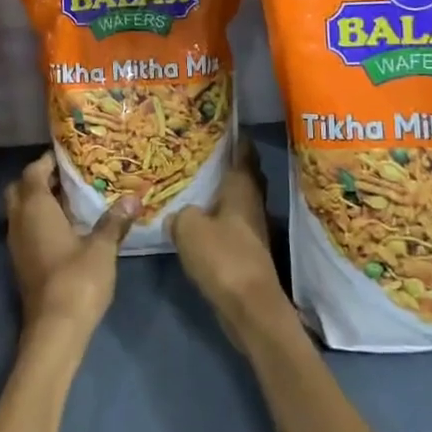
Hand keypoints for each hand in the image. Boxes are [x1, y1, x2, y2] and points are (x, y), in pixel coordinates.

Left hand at [4, 153, 140, 340]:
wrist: (55, 330)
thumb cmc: (77, 280)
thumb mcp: (102, 248)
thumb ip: (114, 221)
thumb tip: (133, 198)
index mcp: (34, 209)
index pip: (33, 172)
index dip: (47, 161)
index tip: (69, 155)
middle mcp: (19, 221)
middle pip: (20, 189)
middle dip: (38, 179)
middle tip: (67, 177)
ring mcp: (16, 244)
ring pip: (20, 211)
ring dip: (38, 201)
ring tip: (70, 199)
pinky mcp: (21, 263)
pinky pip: (25, 229)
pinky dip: (38, 221)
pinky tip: (65, 228)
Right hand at [171, 142, 290, 354]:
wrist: (249, 308)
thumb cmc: (223, 257)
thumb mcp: (189, 227)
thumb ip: (180, 214)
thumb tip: (178, 214)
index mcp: (242, 189)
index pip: (244, 153)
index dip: (238, 138)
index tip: (226, 123)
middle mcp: (252, 204)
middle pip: (245, 176)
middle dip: (231, 163)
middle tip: (206, 150)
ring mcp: (253, 230)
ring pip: (238, 201)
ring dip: (223, 192)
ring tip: (197, 182)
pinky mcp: (248, 252)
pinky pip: (231, 224)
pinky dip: (219, 217)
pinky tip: (199, 219)